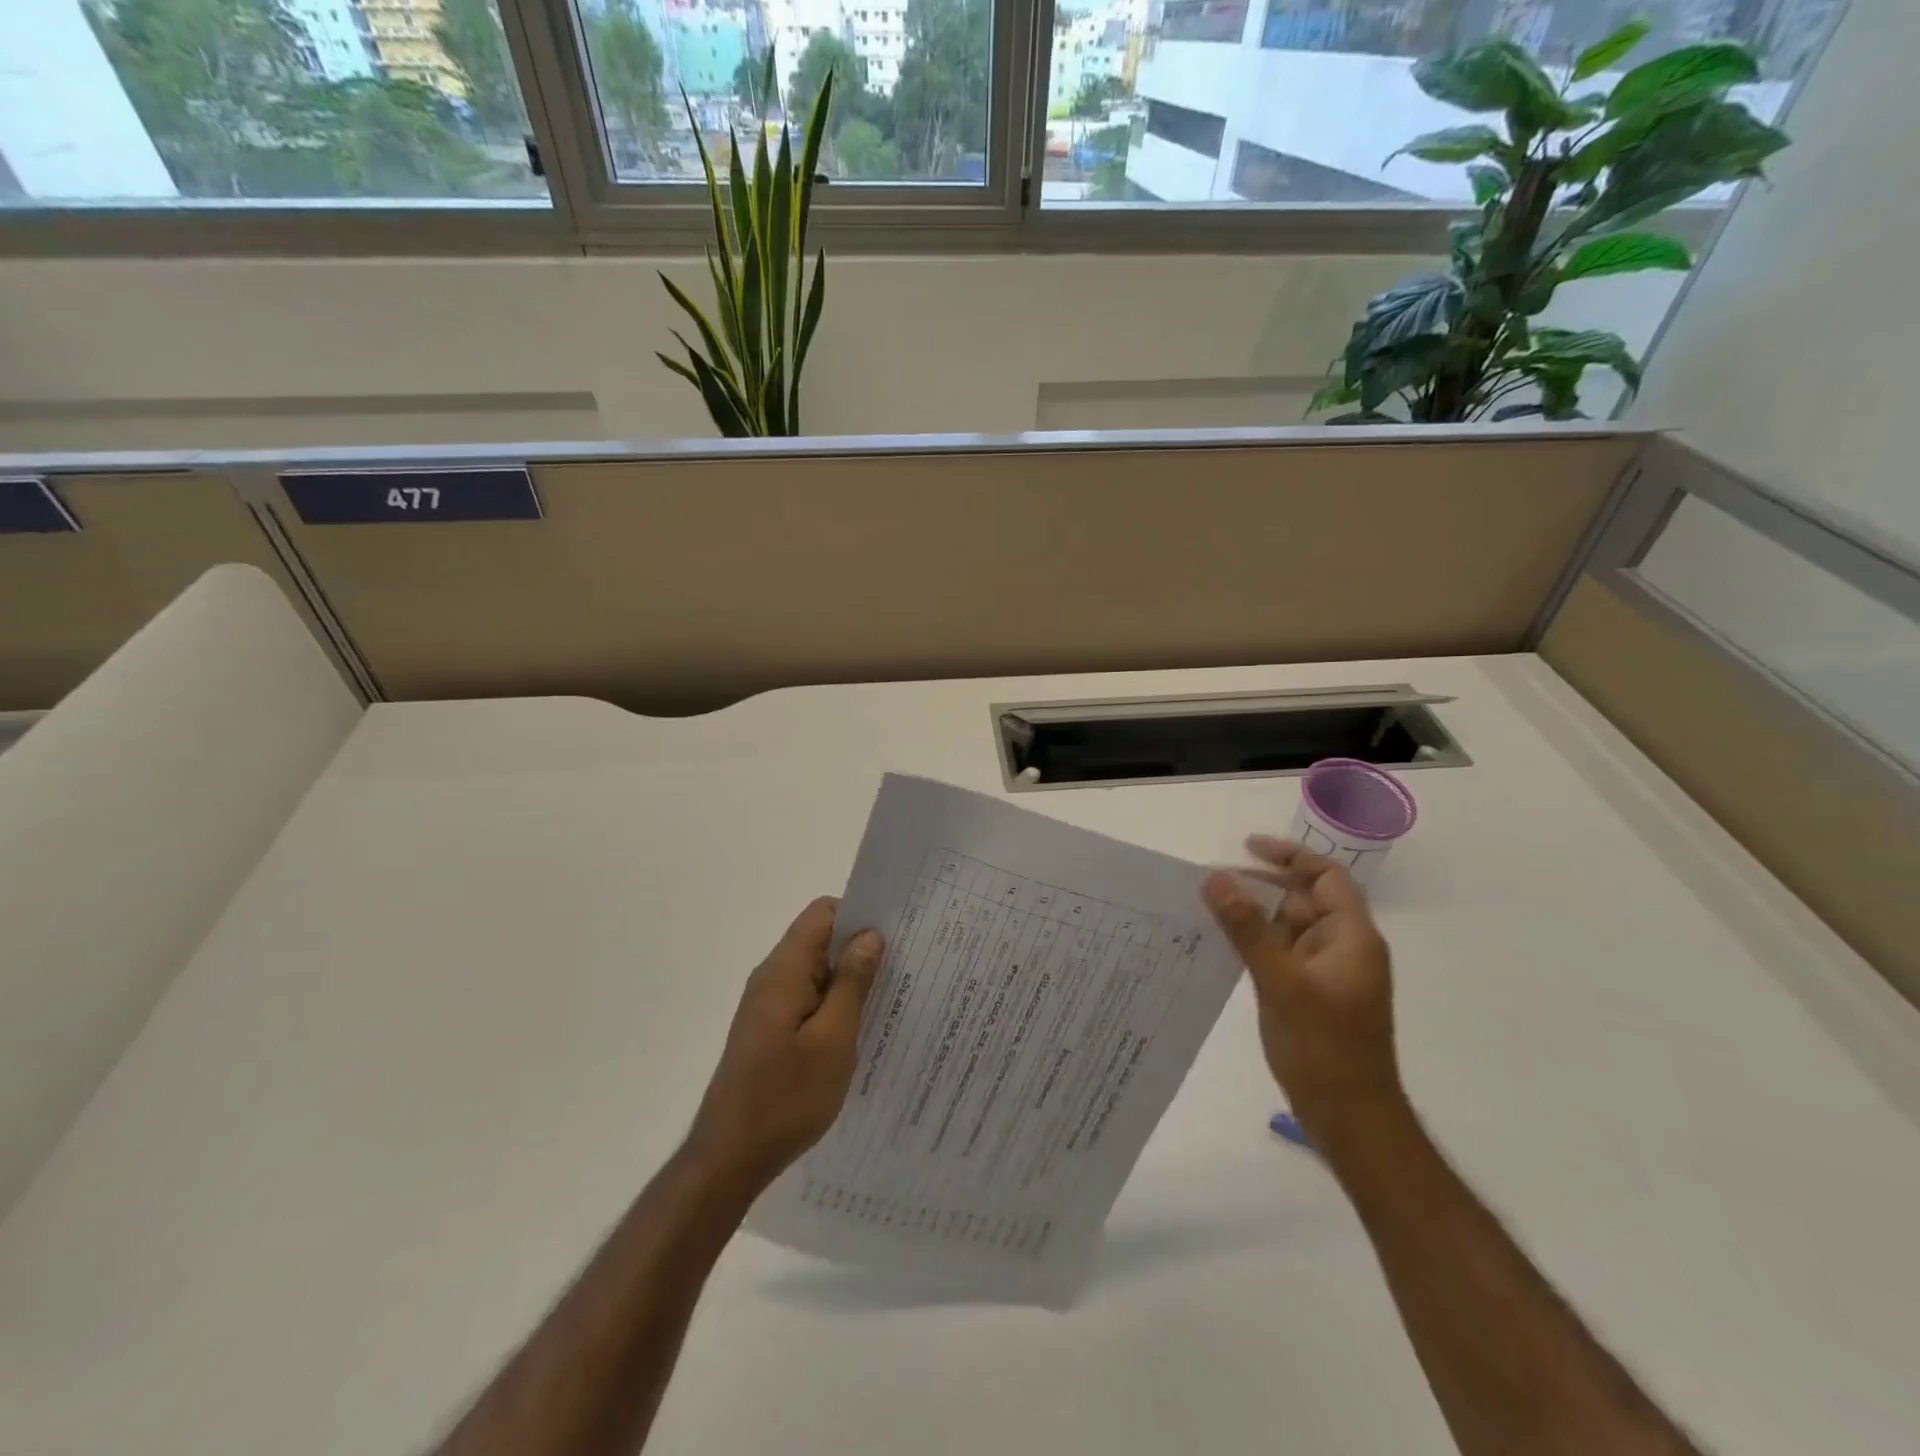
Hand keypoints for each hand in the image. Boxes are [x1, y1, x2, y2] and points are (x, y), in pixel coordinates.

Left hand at [685, 897, 883, 1196]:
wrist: (730, 1158)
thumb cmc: (786, 1097)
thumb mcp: (833, 1039)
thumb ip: (851, 982)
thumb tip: (869, 935)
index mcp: (784, 970)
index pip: (822, 913)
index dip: (859, 916)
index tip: (895, 936)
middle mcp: (772, 978)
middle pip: (820, 940)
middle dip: (860, 949)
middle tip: (903, 970)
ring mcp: (768, 1005)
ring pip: (817, 972)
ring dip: (849, 981)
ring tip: (890, 1000)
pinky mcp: (769, 1030)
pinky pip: (808, 999)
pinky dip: (835, 1004)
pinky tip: (860, 1030)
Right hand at [1202, 836, 1403, 1150]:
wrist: (1350, 1119)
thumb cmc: (1324, 1048)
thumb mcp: (1281, 982)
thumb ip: (1247, 928)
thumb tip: (1216, 878)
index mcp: (1351, 937)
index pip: (1325, 877)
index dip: (1289, 857)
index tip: (1246, 847)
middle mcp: (1343, 948)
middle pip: (1304, 900)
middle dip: (1261, 886)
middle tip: (1212, 881)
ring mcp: (1327, 973)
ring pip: (1288, 928)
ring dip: (1254, 915)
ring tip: (1207, 908)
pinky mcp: (1311, 995)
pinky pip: (1281, 954)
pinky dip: (1255, 943)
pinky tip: (1222, 945)